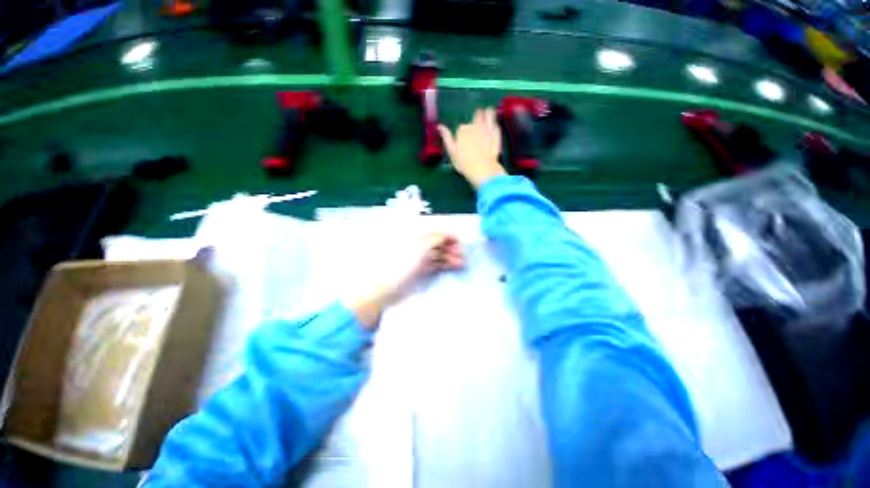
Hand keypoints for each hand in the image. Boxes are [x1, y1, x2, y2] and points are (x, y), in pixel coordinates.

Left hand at [346, 233, 464, 328]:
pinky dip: (444, 265)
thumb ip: (434, 239)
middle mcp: (417, 247)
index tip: (460, 244)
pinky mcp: (418, 273)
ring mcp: (417, 260)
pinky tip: (452, 268)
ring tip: (461, 264)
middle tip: (462, 257)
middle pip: (437, 244)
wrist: (384, 291)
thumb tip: (447, 234)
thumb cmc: (400, 267)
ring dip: (449, 258)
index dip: (448, 237)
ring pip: (437, 255)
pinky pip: (434, 266)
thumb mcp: (418, 249)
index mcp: (415, 239)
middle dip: (451, 248)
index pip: (434, 234)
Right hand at [438, 108, 506, 188]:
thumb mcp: (452, 152)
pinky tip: (493, 124)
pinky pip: (495, 122)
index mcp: (462, 131)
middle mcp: (474, 126)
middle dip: (474, 123)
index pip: (461, 128)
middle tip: (475, 130)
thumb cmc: (465, 164)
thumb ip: (447, 137)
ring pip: (486, 114)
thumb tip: (440, 126)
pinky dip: (493, 122)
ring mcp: (486, 128)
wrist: (483, 169)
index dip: (462, 134)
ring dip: (485, 114)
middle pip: (473, 120)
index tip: (464, 141)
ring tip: (486, 114)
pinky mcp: (496, 133)